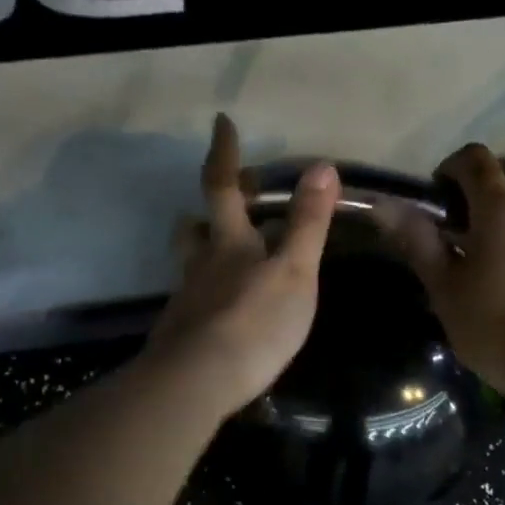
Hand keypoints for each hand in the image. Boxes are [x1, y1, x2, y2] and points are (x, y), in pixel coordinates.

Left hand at [143, 114, 339, 418]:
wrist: (197, 382)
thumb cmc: (254, 321)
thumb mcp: (293, 271)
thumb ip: (308, 223)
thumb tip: (322, 166)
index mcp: (229, 243)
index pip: (222, 186)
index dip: (223, 153)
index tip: (221, 122)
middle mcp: (201, 265)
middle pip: (195, 227)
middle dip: (208, 208)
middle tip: (225, 199)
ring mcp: (187, 300)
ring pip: (190, 264)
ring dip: (203, 250)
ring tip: (224, 254)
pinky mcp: (182, 335)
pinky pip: (194, 301)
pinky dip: (209, 294)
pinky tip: (225, 311)